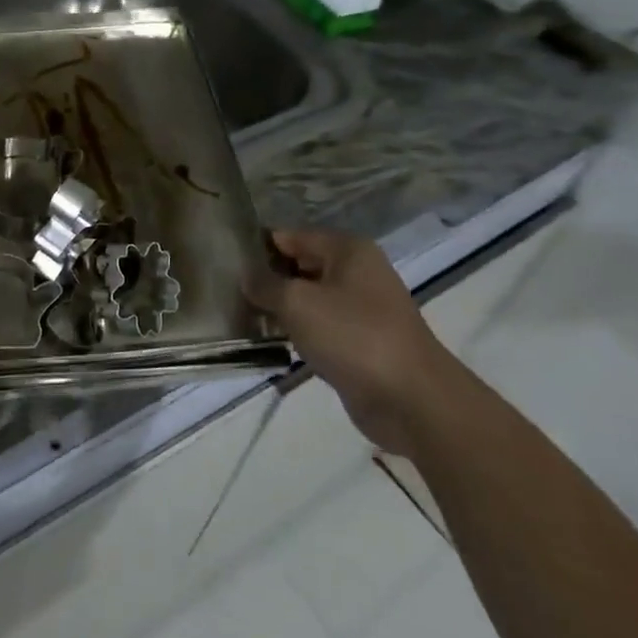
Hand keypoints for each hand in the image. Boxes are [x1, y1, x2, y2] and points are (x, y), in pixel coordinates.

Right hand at [245, 229, 460, 456]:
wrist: (413, 401)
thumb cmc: (353, 336)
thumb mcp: (297, 303)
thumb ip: (265, 284)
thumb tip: (245, 275)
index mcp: (347, 249)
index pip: (290, 235)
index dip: (257, 247)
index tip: (225, 262)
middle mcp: (357, 271)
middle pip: (299, 265)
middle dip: (267, 279)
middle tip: (229, 291)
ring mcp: (362, 308)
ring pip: (308, 298)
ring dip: (280, 309)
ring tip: (243, 317)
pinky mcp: (361, 342)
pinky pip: (320, 327)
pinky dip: (298, 333)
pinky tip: (271, 342)